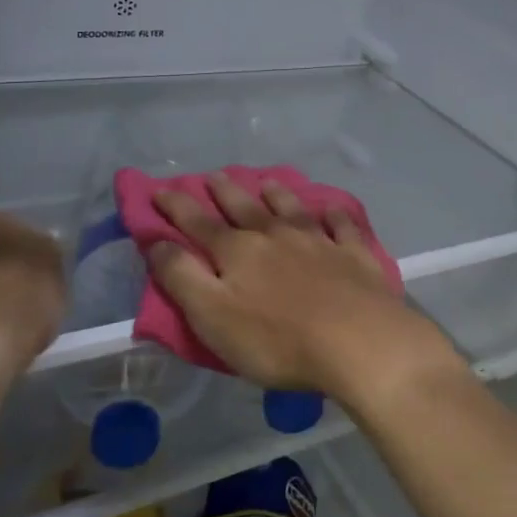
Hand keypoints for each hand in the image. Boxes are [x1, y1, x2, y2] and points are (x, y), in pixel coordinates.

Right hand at [149, 174, 462, 413]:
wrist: (358, 342)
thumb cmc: (277, 339)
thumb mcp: (212, 316)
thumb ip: (182, 278)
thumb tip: (158, 242)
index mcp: (238, 252)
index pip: (198, 223)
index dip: (176, 207)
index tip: (160, 190)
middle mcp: (276, 236)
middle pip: (245, 208)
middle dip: (224, 191)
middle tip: (213, 175)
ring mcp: (319, 242)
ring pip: (292, 209)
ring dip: (277, 194)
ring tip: (266, 182)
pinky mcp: (354, 256)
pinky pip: (342, 226)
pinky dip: (334, 215)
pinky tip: (332, 209)